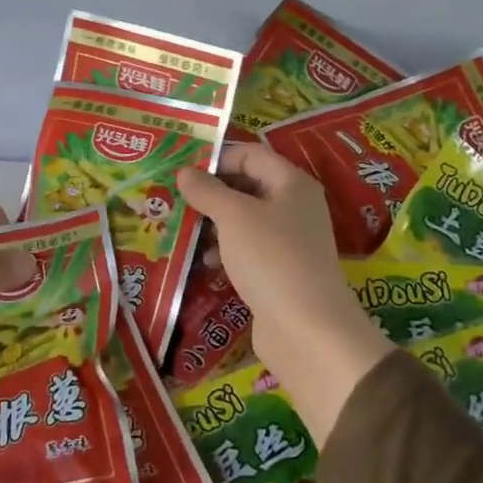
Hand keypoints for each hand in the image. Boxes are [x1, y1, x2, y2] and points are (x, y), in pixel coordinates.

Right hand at [177, 143, 392, 444]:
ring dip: (215, 223)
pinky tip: (205, 262)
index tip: (184, 169)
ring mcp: (290, 241)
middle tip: (177, 198)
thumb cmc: (270, 257)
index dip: (218, 157)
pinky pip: (248, 249)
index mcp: (292, 183)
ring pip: (246, 220)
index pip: (252, 154)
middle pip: (249, 186)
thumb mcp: (233, 216)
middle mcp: (295, 206)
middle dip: (212, 192)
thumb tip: (184, 172)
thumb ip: (207, 191)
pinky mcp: (281, 271)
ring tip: (185, 230)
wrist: (305, 327)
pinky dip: (226, 250)